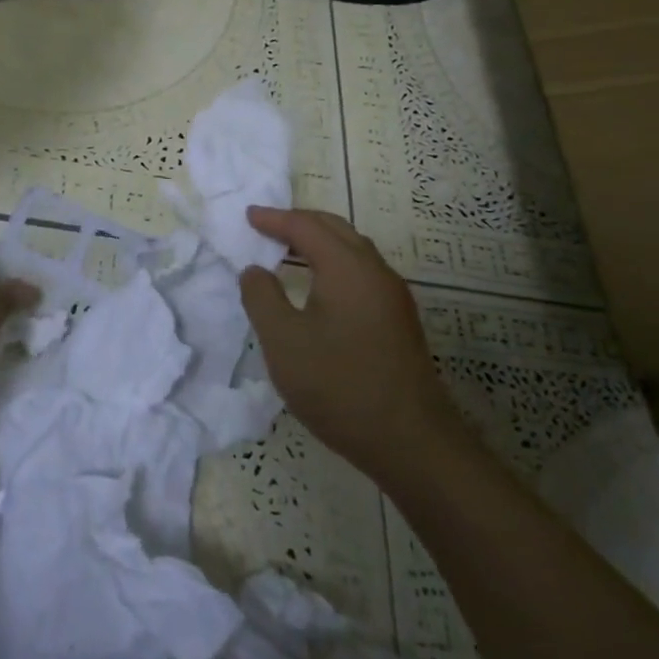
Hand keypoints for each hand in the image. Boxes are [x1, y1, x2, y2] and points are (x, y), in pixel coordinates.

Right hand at [239, 207, 464, 478]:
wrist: (411, 442)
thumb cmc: (339, 386)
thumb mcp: (283, 342)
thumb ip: (262, 298)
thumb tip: (255, 270)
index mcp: (347, 267)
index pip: (306, 227)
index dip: (274, 218)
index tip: (248, 216)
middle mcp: (375, 271)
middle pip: (335, 229)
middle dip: (299, 222)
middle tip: (267, 226)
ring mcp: (393, 296)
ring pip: (353, 250)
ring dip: (319, 242)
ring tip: (288, 250)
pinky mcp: (399, 321)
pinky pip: (361, 272)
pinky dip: (334, 263)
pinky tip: (319, 287)